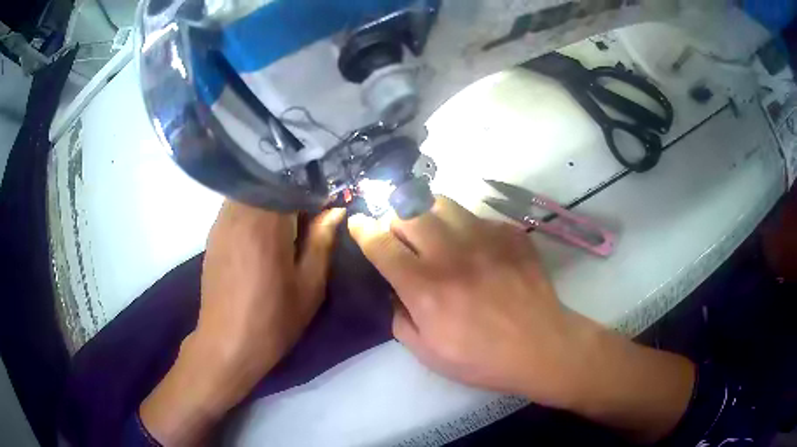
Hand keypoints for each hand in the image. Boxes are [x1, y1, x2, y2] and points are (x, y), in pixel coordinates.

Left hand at [140, 201, 344, 445]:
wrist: (227, 344)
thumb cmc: (273, 319)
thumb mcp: (309, 286)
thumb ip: (322, 242)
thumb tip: (335, 210)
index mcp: (265, 223)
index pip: (290, 182)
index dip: (312, 188)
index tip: (327, 203)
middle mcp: (238, 213)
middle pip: (268, 181)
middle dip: (291, 191)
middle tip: (310, 213)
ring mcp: (220, 222)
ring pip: (251, 192)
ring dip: (272, 199)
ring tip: (289, 223)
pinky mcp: (212, 235)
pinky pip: (237, 207)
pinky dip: (255, 210)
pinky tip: (265, 234)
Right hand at [348, 196, 593, 402]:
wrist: (540, 346)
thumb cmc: (481, 358)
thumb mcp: (427, 352)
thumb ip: (399, 318)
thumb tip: (393, 290)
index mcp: (425, 287)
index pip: (381, 244)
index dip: (363, 229)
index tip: (358, 223)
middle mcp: (451, 253)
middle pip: (408, 212)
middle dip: (394, 219)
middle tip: (400, 235)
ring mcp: (484, 238)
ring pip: (441, 202)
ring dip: (426, 214)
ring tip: (432, 232)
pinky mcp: (510, 233)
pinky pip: (476, 216)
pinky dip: (464, 226)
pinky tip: (474, 247)